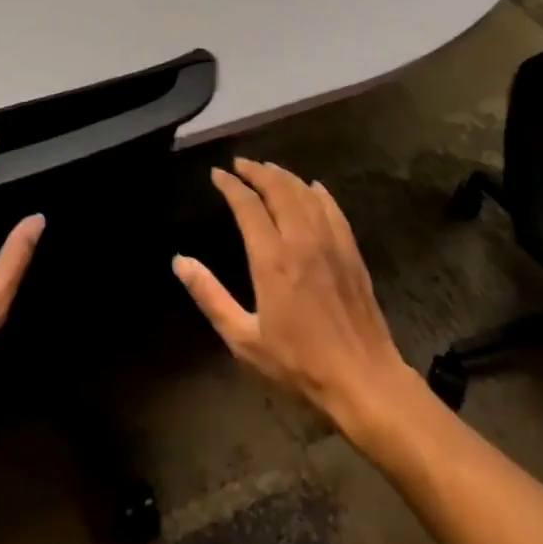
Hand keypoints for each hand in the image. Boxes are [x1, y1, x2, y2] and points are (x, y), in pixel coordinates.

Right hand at [173, 158, 414, 437]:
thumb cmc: (298, 364)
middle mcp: (301, 239)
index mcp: (272, 258)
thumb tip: (180, 261)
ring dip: (284, 176)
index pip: (247, 205)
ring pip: (305, 193)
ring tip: (268, 169)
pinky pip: (332, 208)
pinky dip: (317, 192)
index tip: (217, 174)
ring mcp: (330, 242)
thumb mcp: (244, 339)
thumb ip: (210, 296)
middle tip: (240, 164)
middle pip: (278, 188)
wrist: (363, 379)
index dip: (230, 185)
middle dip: (256, 171)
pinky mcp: (350, 251)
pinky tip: (312, 187)